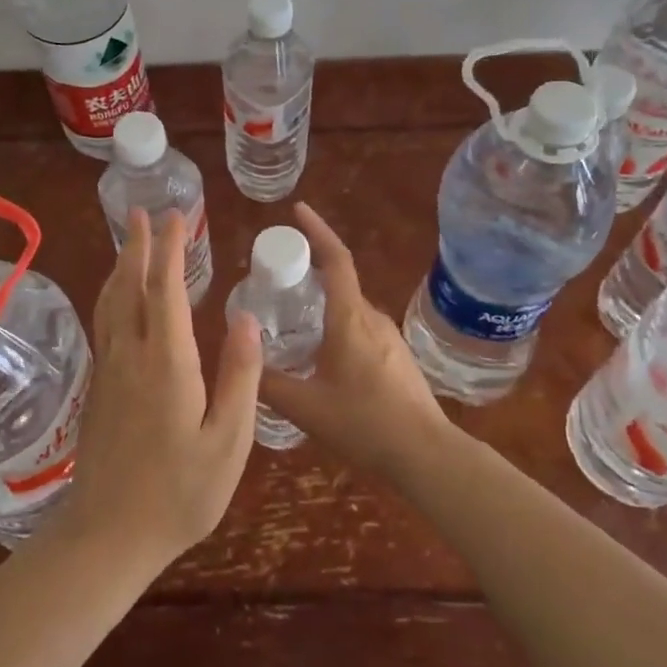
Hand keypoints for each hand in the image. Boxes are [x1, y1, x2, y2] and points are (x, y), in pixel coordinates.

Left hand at [55, 208, 262, 569]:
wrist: (107, 536)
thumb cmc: (179, 493)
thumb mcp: (228, 441)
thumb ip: (240, 376)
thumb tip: (246, 317)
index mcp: (166, 363)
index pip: (165, 290)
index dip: (170, 250)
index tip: (176, 218)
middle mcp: (131, 356)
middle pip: (129, 287)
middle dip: (137, 246)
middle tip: (143, 213)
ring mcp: (109, 372)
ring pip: (110, 304)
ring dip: (120, 267)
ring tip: (128, 243)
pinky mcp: (99, 389)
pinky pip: (105, 325)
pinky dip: (113, 297)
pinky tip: (119, 300)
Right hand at [260, 203, 450, 478]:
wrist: (425, 454)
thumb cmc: (364, 423)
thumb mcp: (305, 406)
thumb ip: (269, 383)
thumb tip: (242, 360)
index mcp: (350, 318)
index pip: (336, 259)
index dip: (317, 230)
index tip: (298, 211)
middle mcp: (372, 318)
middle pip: (340, 283)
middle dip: (310, 275)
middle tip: (277, 282)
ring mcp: (389, 338)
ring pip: (350, 310)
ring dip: (323, 307)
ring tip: (293, 324)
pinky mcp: (397, 358)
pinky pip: (361, 330)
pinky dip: (337, 329)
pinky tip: (321, 359)